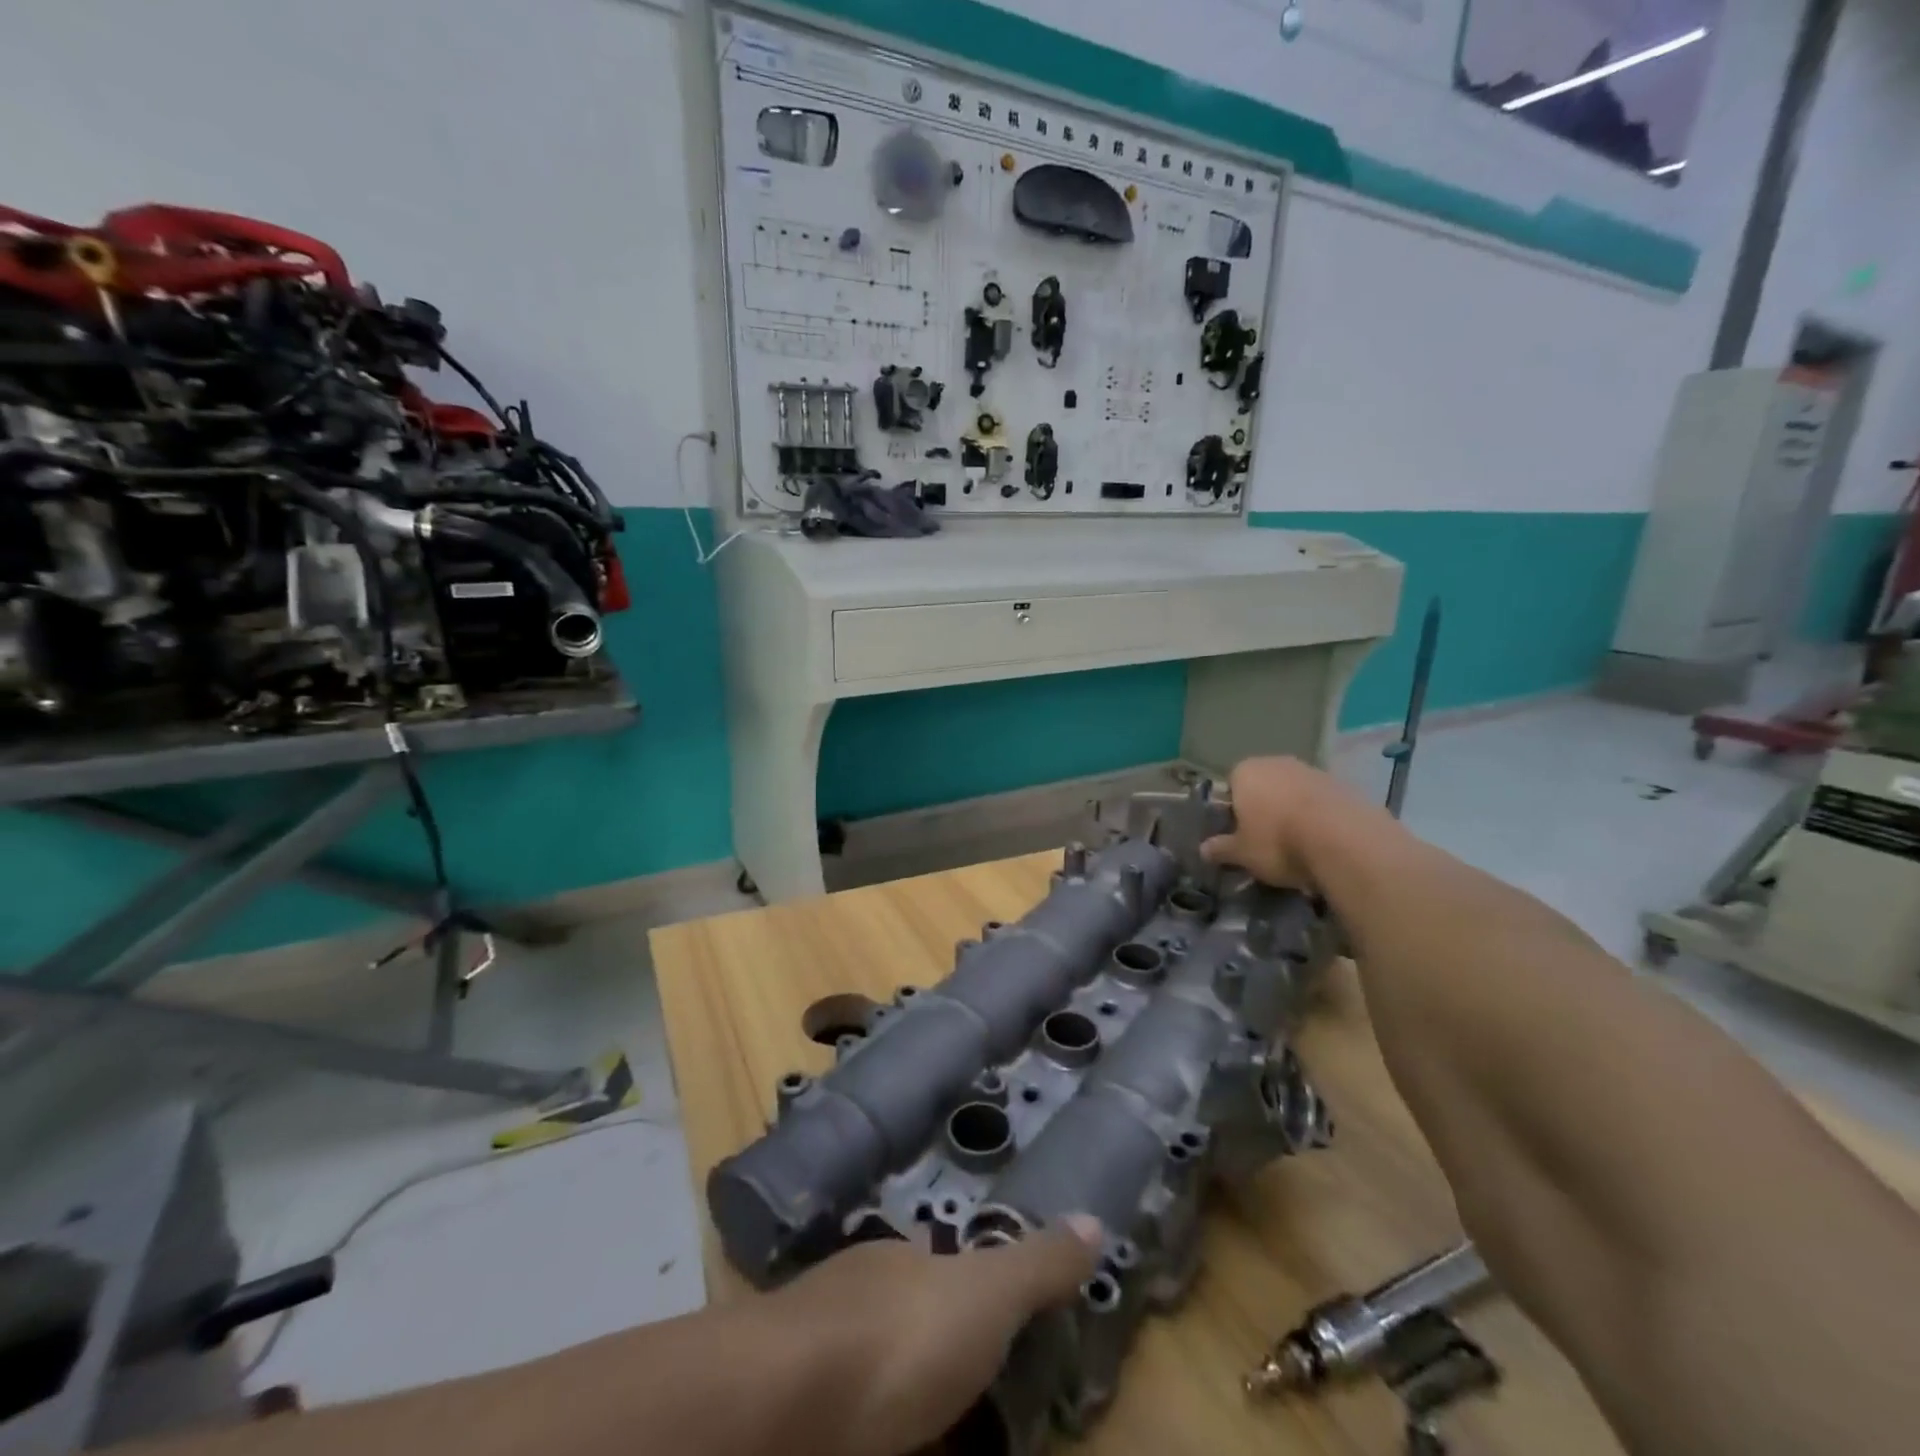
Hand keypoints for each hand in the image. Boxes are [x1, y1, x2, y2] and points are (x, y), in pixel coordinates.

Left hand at [765, 1216, 1100, 1455]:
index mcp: (901, 1260)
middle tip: (966, 1385)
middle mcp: (857, 1290)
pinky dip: (864, 1420)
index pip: (934, 1254)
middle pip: (897, 1305)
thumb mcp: (986, 1296)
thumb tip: (1094, 1219)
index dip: (960, 1279)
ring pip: (863, 1359)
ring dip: (894, 1386)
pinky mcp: (795, 1405)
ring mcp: (817, 1344)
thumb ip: (1037, 1264)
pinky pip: (841, 1408)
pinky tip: (878, 1435)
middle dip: (926, 1336)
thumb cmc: (900, 1337)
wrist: (784, 1400)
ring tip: (930, 1419)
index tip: (986, 1315)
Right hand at [1201, 757, 1349, 888]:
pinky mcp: (1344, 785)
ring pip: (1294, 792)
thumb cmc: (1278, 842)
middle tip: (1267, 840)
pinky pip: (1321, 802)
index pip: (1231, 784)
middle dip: (1264, 808)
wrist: (1345, 841)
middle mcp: (1277, 762)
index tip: (1240, 833)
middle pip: (1264, 785)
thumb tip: (1203, 850)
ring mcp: (1313, 771)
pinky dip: (1320, 817)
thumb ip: (1222, 849)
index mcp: (1245, 771)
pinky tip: (1323, 842)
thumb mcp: (1242, 853)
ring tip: (1298, 845)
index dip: (1234, 810)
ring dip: (1293, 812)